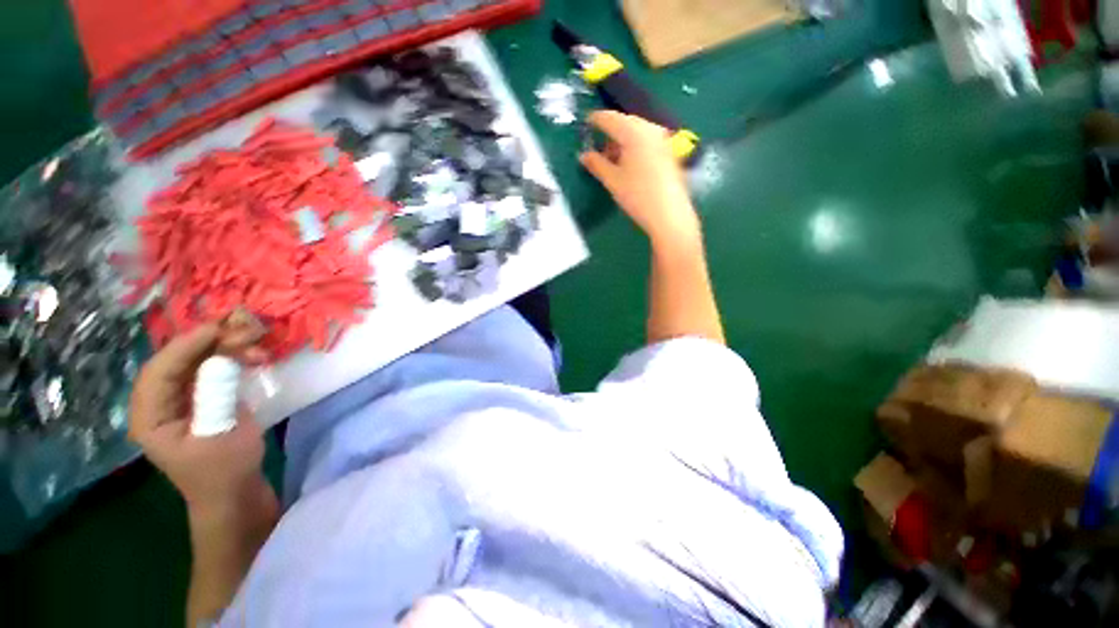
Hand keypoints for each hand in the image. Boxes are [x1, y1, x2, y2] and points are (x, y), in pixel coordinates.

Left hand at [129, 321, 271, 513]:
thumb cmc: (225, 472)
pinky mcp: (202, 399)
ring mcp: (181, 400)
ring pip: (196, 361)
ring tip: (258, 342)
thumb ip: (215, 397)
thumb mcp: (222, 436)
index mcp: (150, 417)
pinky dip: (232, 358)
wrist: (236, 495)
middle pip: (178, 360)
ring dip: (226, 348)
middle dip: (211, 342)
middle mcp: (159, 403)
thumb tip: (221, 359)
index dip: (185, 345)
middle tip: (248, 331)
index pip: (159, 370)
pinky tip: (253, 355)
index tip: (219, 328)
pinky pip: (212, 369)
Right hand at [580, 111, 699, 244]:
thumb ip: (596, 164)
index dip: (595, 120)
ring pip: (637, 132)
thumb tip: (583, 155)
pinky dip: (635, 146)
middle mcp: (650, 129)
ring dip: (622, 141)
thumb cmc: (637, 196)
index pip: (610, 118)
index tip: (585, 124)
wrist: (669, 215)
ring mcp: (662, 139)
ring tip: (612, 160)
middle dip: (610, 132)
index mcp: (633, 132)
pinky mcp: (669, 151)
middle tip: (598, 148)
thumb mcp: (612, 181)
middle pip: (625, 122)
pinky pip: (647, 140)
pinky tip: (629, 164)